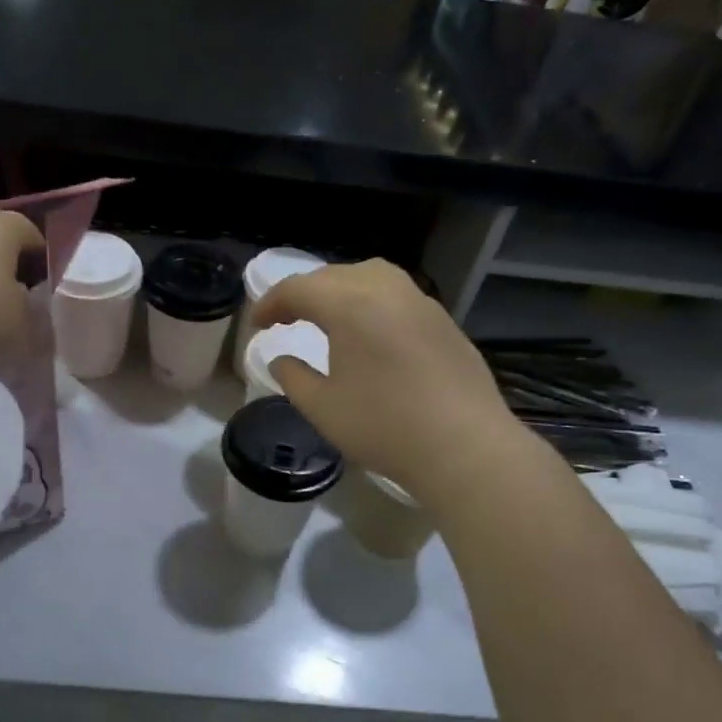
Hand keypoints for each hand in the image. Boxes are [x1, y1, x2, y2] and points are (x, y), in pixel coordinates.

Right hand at [252, 260, 528, 501]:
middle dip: (304, 293)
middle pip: (334, 275)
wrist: (464, 446)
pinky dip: (372, 301)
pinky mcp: (443, 321)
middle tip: (286, 319)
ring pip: (371, 276)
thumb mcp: (323, 408)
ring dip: (341, 289)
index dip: (271, 304)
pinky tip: (371, 332)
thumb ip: (293, 378)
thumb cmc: (384, 427)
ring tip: (328, 317)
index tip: (257, 325)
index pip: (299, 289)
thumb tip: (281, 360)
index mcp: (350, 305)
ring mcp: (420, 302)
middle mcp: (386, 290)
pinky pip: (397, 295)